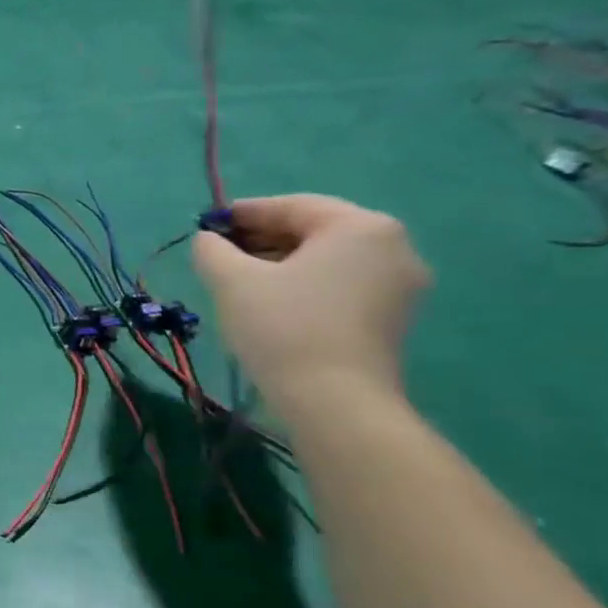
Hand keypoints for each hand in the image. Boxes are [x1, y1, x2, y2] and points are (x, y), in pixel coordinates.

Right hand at [191, 195, 430, 405]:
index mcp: (360, 227)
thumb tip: (209, 240)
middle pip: (314, 230)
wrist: (334, 400)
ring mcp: (400, 284)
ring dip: (282, 262)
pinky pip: (342, 284)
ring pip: (328, 259)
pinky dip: (305, 283)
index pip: (292, 207)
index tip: (207, 224)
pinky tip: (271, 302)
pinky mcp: (394, 317)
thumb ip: (212, 249)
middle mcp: (393, 246)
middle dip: (263, 238)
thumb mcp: (231, 280)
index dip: (243, 213)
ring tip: (239, 280)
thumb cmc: (282, 326)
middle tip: (219, 253)